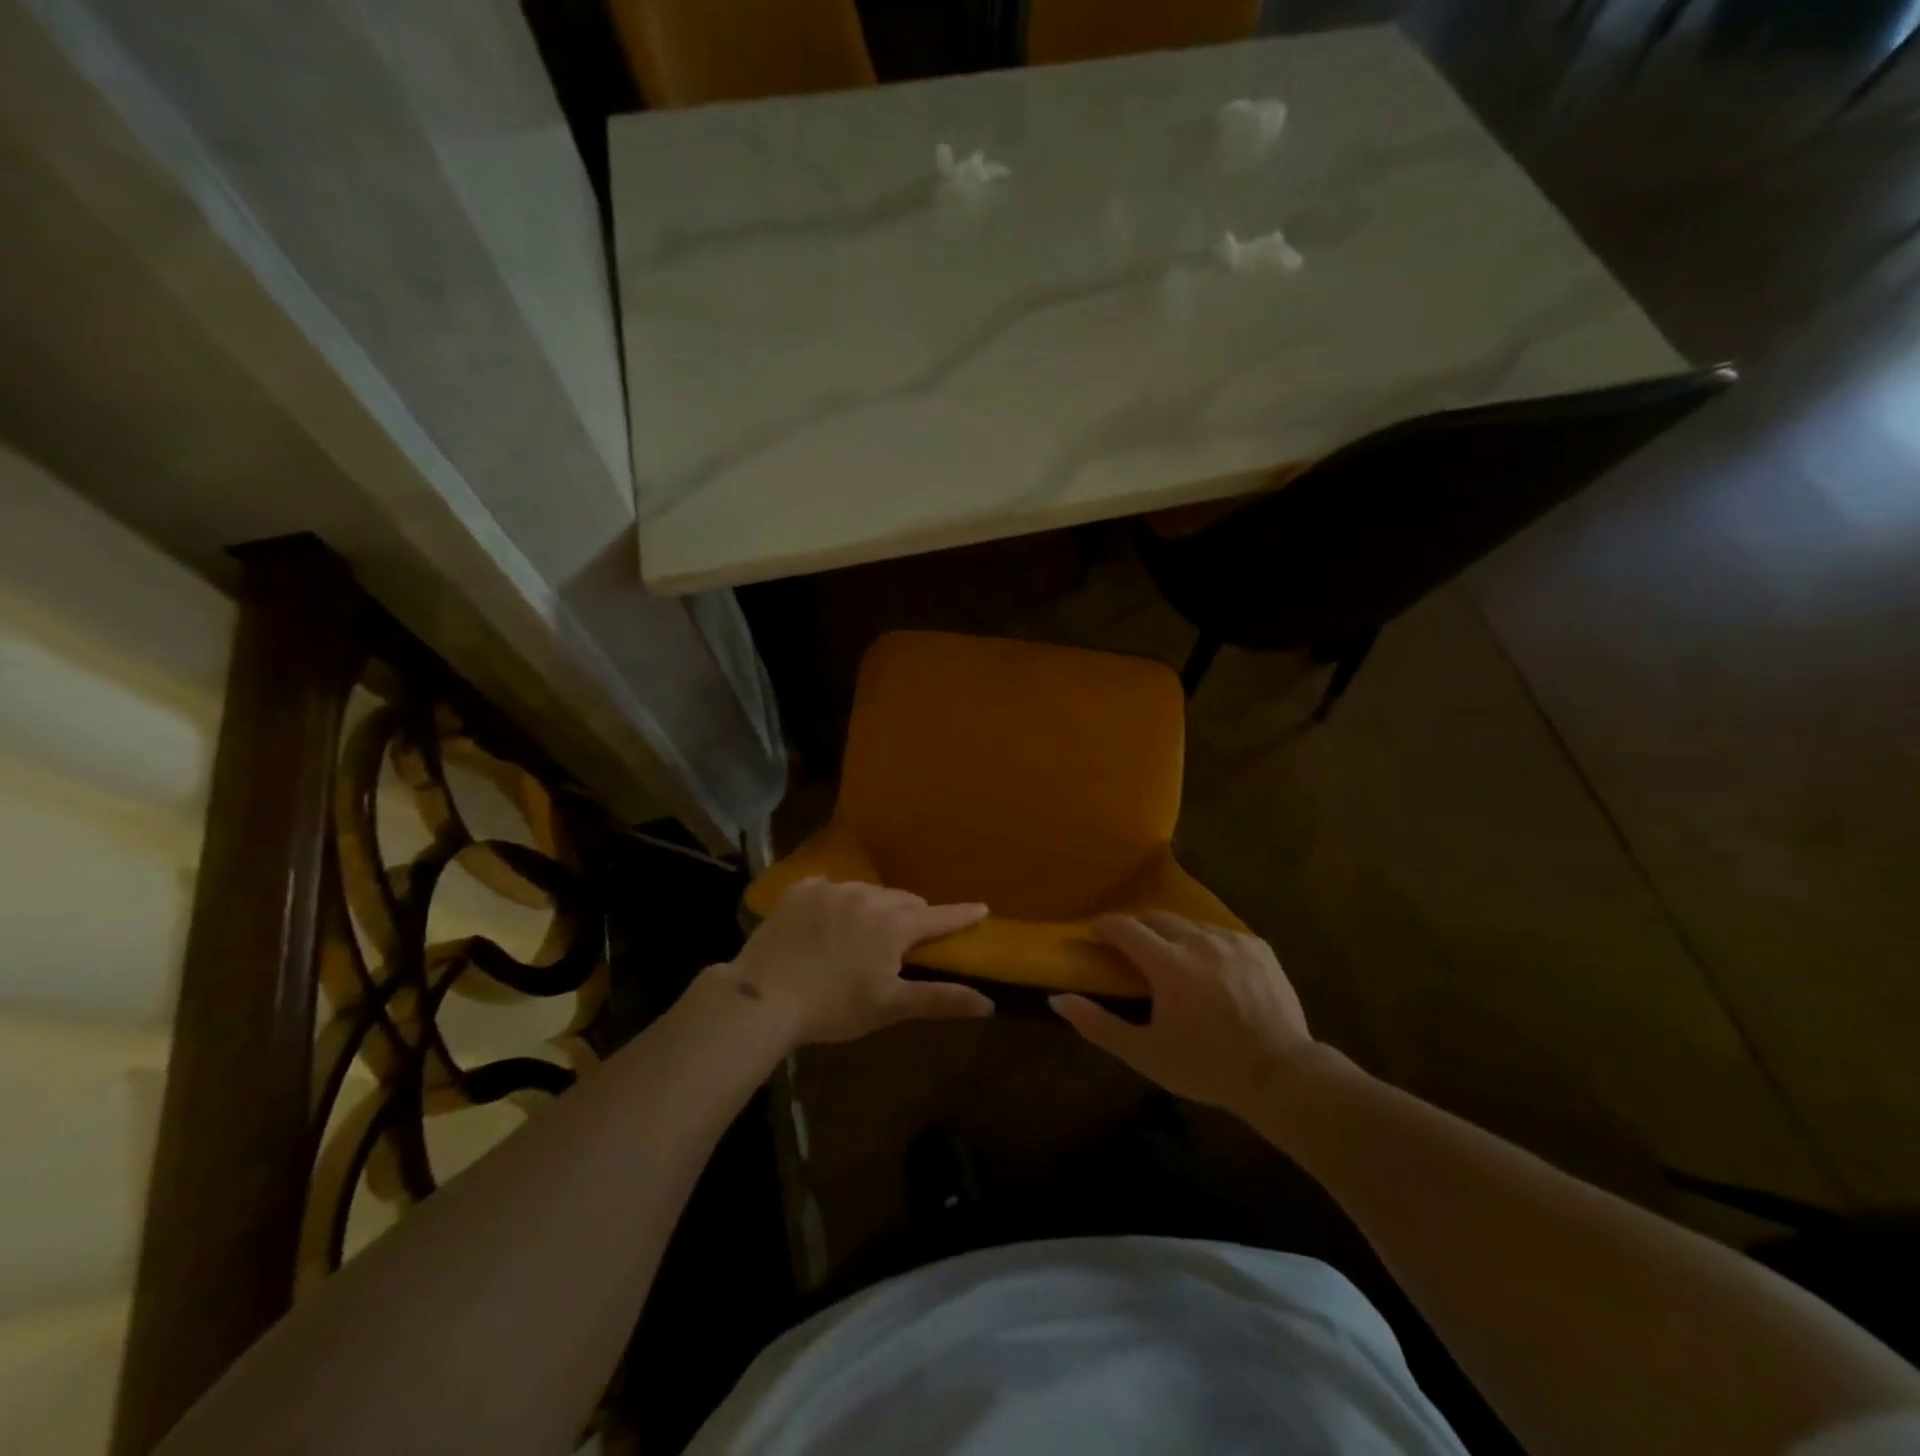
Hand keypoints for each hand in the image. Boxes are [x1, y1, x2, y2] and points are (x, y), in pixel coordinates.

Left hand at [720, 877, 992, 1046]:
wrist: (764, 995)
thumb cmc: (835, 1006)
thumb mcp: (891, 1006)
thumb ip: (941, 999)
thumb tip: (988, 1003)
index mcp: (895, 924)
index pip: (938, 916)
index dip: (961, 915)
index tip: (982, 907)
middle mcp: (869, 896)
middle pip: (903, 901)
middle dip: (913, 915)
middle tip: (910, 935)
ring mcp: (832, 889)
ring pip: (867, 892)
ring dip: (875, 907)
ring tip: (865, 930)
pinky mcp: (801, 891)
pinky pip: (828, 887)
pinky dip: (836, 901)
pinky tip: (827, 916)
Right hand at [1051, 913, 1316, 1114]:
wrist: (1281, 1077)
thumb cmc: (1206, 1067)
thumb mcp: (1145, 1054)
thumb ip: (1097, 1025)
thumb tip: (1057, 1000)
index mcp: (1168, 964)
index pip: (1124, 927)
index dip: (1104, 926)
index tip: (1095, 933)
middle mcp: (1199, 941)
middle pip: (1157, 918)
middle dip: (1138, 928)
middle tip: (1131, 949)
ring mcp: (1232, 941)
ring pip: (1190, 924)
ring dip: (1173, 935)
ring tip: (1171, 958)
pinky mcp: (1258, 948)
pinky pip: (1221, 934)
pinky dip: (1206, 944)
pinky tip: (1209, 969)